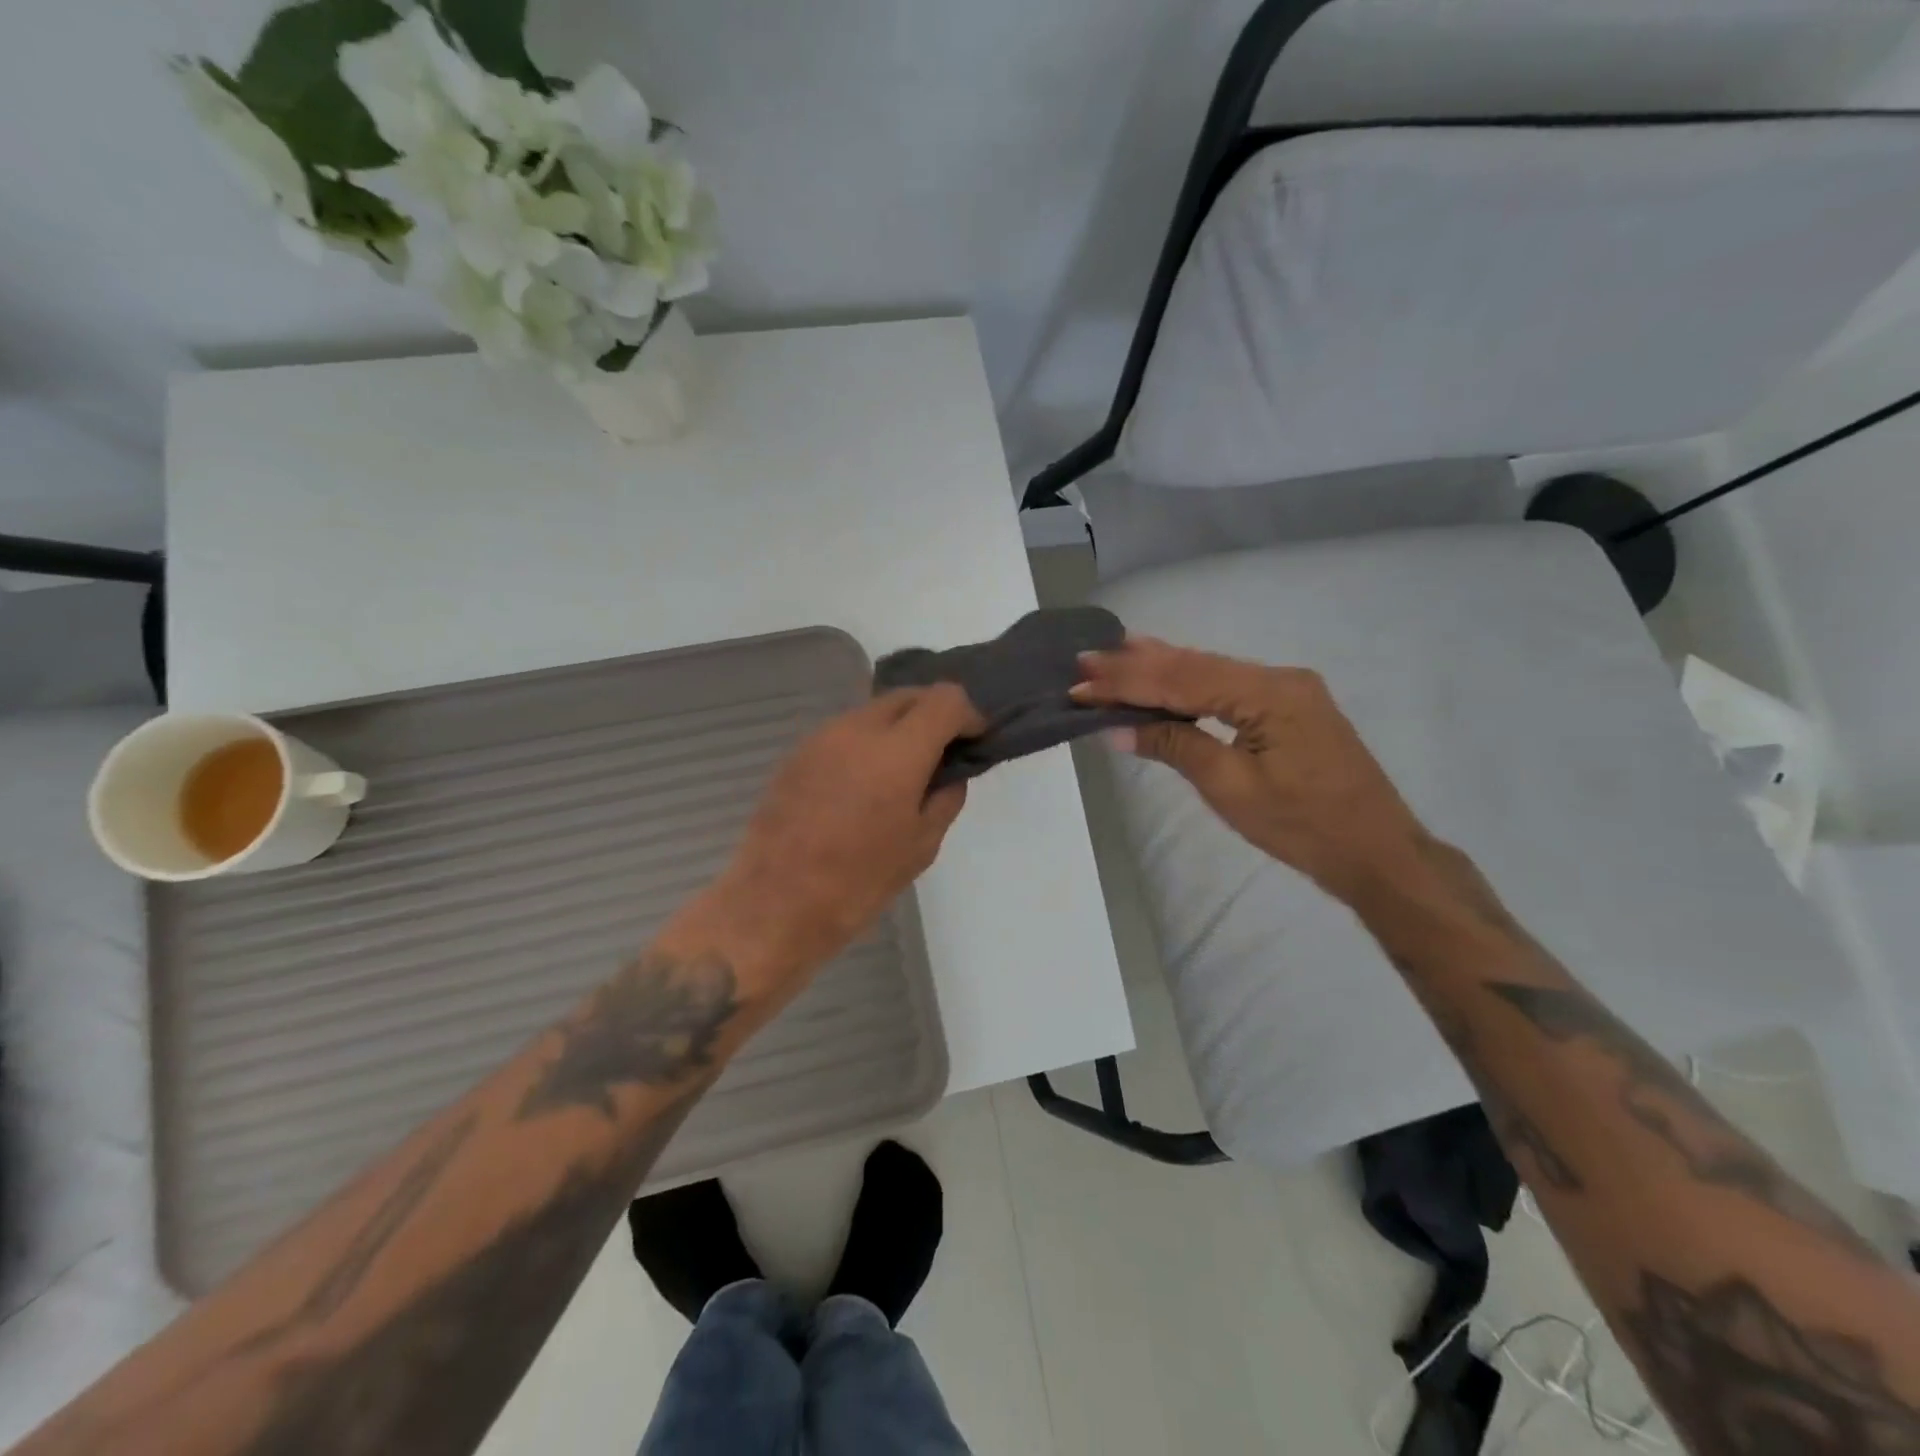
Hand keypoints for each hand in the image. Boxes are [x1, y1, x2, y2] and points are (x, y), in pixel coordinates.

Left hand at [670, 686, 984, 989]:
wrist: (774, 904)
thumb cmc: (858, 882)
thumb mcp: (920, 846)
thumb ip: (945, 798)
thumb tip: (950, 773)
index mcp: (898, 751)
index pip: (945, 699)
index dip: (968, 714)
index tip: (974, 740)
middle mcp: (858, 729)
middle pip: (908, 696)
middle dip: (934, 715)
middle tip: (942, 753)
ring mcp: (822, 737)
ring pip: (874, 711)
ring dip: (898, 727)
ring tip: (902, 771)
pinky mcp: (797, 753)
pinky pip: (845, 732)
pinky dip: (867, 742)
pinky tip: (864, 783)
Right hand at [1073, 637, 1430, 899]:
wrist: (1377, 853)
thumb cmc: (1303, 826)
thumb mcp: (1231, 788)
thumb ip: (1175, 745)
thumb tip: (1117, 727)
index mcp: (1269, 693)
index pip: (1182, 680)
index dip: (1127, 682)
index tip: (1081, 681)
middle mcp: (1279, 678)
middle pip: (1195, 665)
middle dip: (1137, 664)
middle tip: (1087, 658)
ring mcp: (1287, 690)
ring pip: (1211, 672)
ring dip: (1160, 668)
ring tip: (1113, 655)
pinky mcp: (1289, 707)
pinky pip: (1227, 687)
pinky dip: (1188, 684)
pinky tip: (1164, 676)